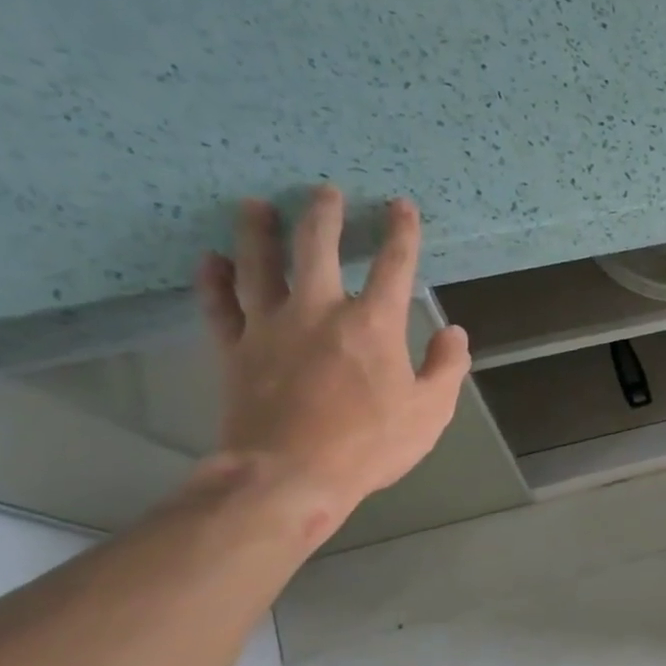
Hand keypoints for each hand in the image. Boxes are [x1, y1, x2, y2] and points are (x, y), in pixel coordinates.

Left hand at [195, 187, 470, 542]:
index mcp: (373, 325)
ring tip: (255, 205)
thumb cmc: (370, 444)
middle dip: (324, 215)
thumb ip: (447, 368)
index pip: (394, 266)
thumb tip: (453, 333)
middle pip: (316, 248)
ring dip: (258, 231)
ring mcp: (269, 327)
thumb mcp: (430, 412)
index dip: (401, 233)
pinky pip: (219, 306)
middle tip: (324, 191)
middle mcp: (319, 312)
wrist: (289, 475)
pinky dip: (213, 280)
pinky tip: (211, 260)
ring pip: (259, 265)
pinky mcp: (234, 350)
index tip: (400, 206)